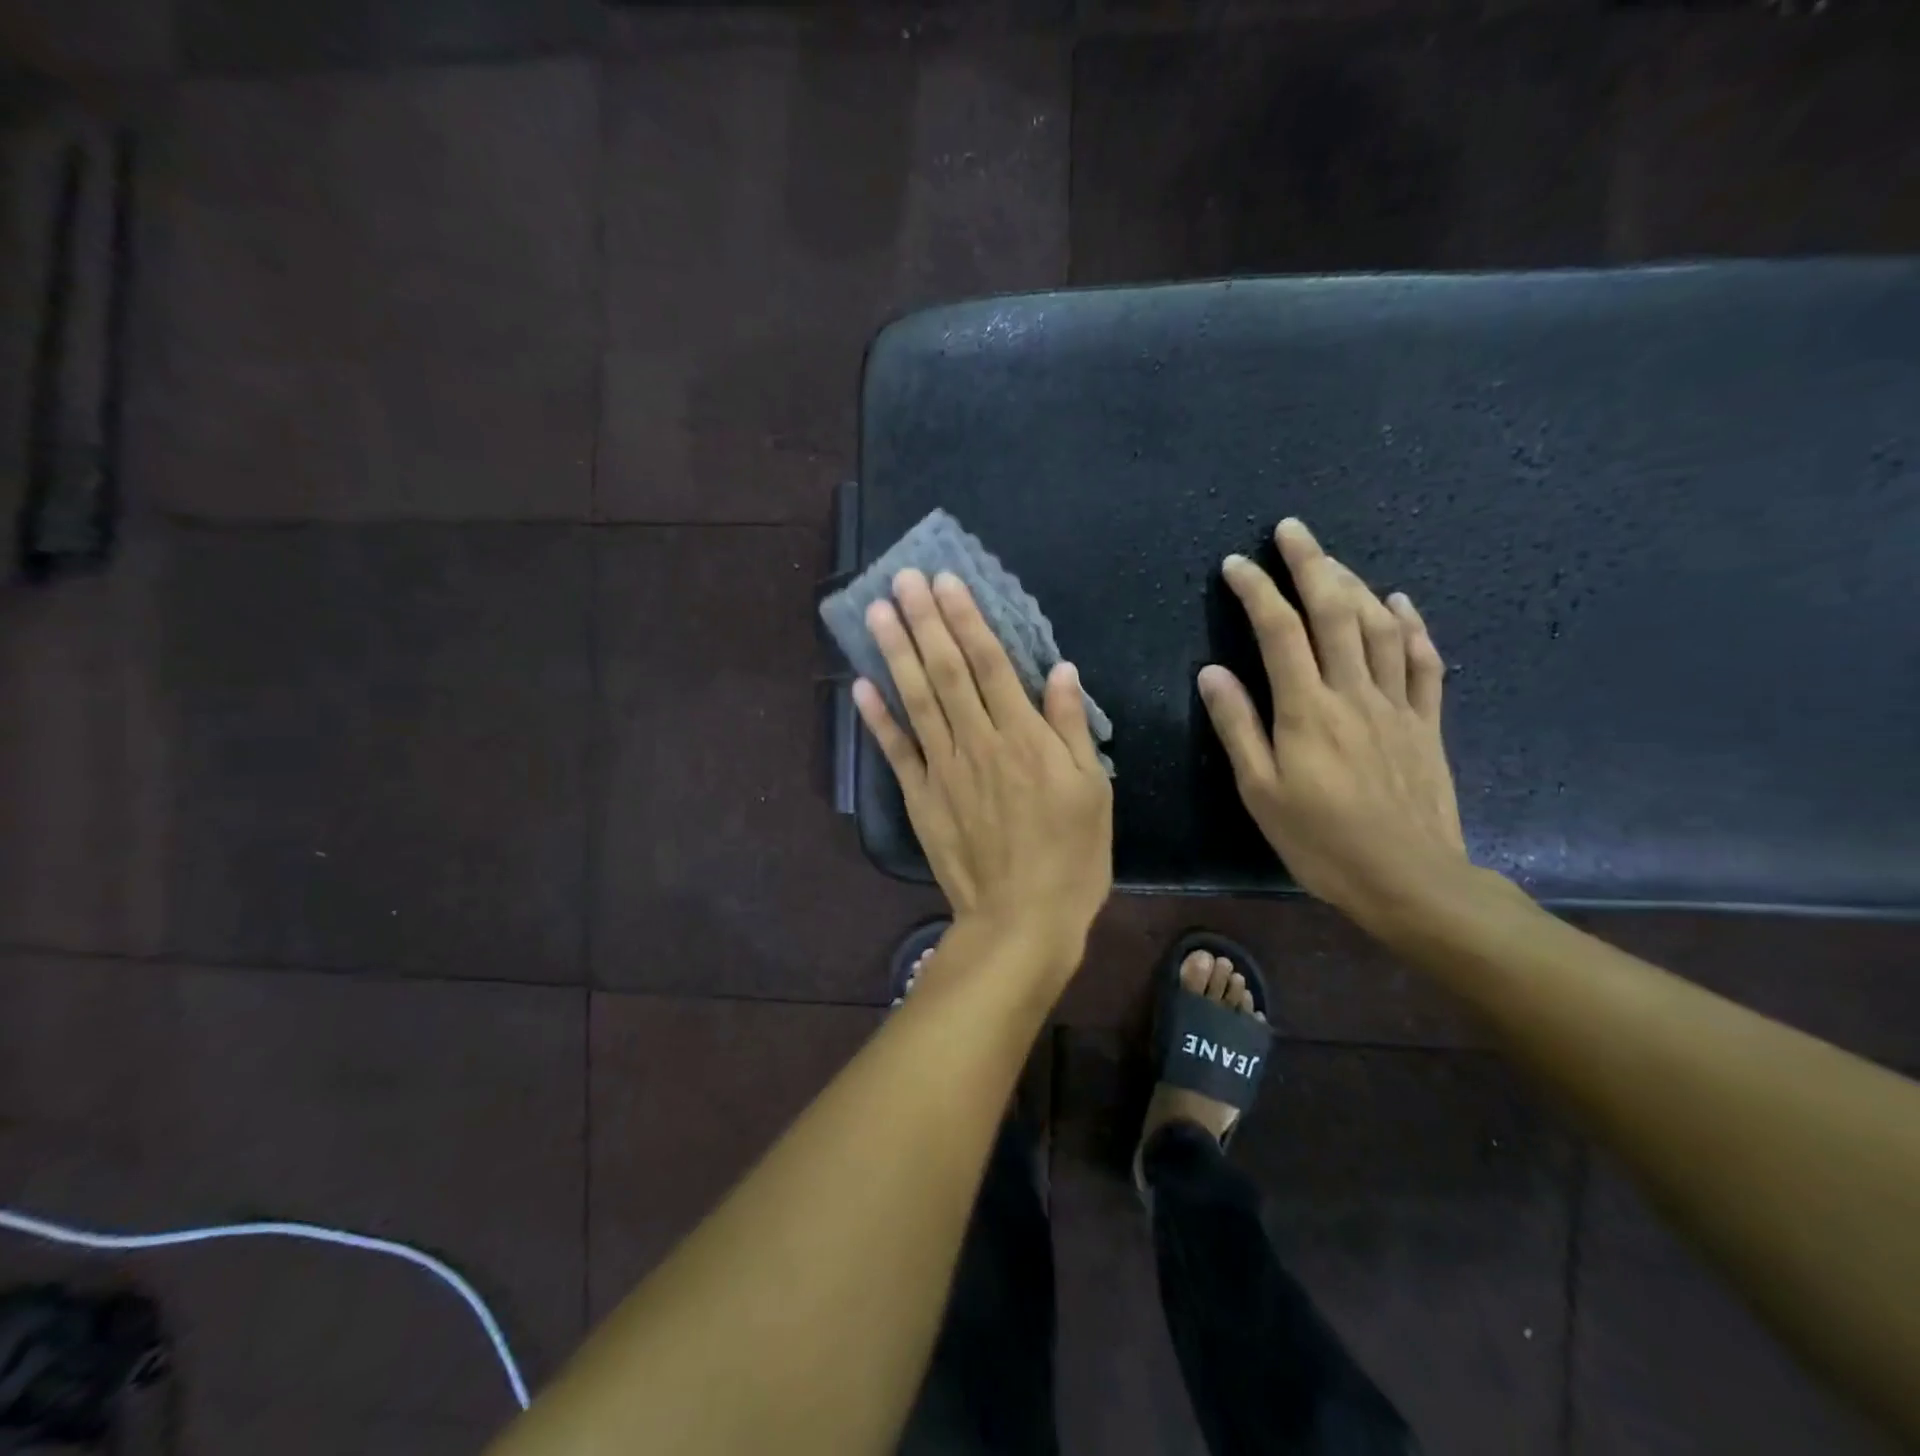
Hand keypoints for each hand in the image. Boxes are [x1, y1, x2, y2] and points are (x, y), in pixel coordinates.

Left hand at [854, 569, 1113, 973]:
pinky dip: (877, 718)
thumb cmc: (1071, 856)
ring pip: (916, 700)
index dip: (966, 619)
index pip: (990, 663)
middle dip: (924, 621)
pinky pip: (895, 751)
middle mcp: (977, 743)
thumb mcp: (1092, 790)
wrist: (1021, 919)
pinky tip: (860, 685)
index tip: (945, 581)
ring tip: (878, 612)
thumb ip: (1070, 727)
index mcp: (1023, 737)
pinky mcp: (921, 799)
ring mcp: (943, 770)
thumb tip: (1059, 671)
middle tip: (902, 578)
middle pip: (946, 671)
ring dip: (895, 654)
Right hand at [1198, 518, 1468, 929]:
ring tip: (1332, 559)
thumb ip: (1238, 727)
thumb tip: (1212, 672)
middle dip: (1310, 564)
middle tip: (1292, 530)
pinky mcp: (1426, 722)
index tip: (1236, 564)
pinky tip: (1399, 603)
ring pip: (1377, 627)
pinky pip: (1423, 662)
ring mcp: (1396, 704)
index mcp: (1306, 710)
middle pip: (1334, 612)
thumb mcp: (1260, 791)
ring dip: (1354, 584)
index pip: (1278, 632)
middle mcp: (1352, 693)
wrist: (1408, 879)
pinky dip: (1411, 625)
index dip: (1256, 591)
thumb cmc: (1320, 841)